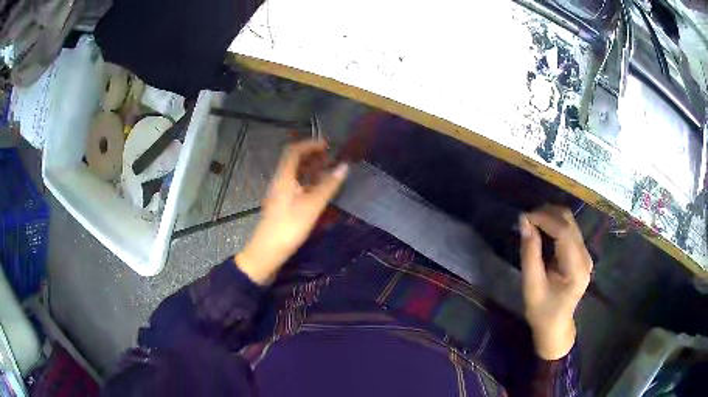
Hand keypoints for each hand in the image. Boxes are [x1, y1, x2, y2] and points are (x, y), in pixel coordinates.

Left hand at [236, 140, 348, 284]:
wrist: (267, 252)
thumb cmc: (289, 227)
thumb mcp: (312, 206)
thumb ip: (328, 186)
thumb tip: (344, 167)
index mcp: (283, 178)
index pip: (294, 151)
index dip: (310, 144)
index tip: (328, 145)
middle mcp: (279, 182)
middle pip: (294, 162)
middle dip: (313, 156)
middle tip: (331, 158)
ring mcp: (279, 194)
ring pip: (295, 175)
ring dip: (311, 169)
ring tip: (329, 171)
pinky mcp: (282, 205)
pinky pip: (296, 186)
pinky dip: (308, 182)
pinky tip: (319, 190)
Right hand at [519, 205, 591, 359]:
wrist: (556, 326)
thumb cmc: (542, 311)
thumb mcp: (532, 286)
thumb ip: (530, 254)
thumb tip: (524, 222)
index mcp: (577, 268)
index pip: (564, 232)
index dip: (544, 219)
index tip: (524, 217)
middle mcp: (585, 256)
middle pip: (569, 222)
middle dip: (546, 214)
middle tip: (525, 220)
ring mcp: (585, 254)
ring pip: (570, 222)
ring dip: (550, 217)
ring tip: (531, 223)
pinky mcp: (581, 253)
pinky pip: (569, 230)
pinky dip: (553, 225)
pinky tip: (541, 231)